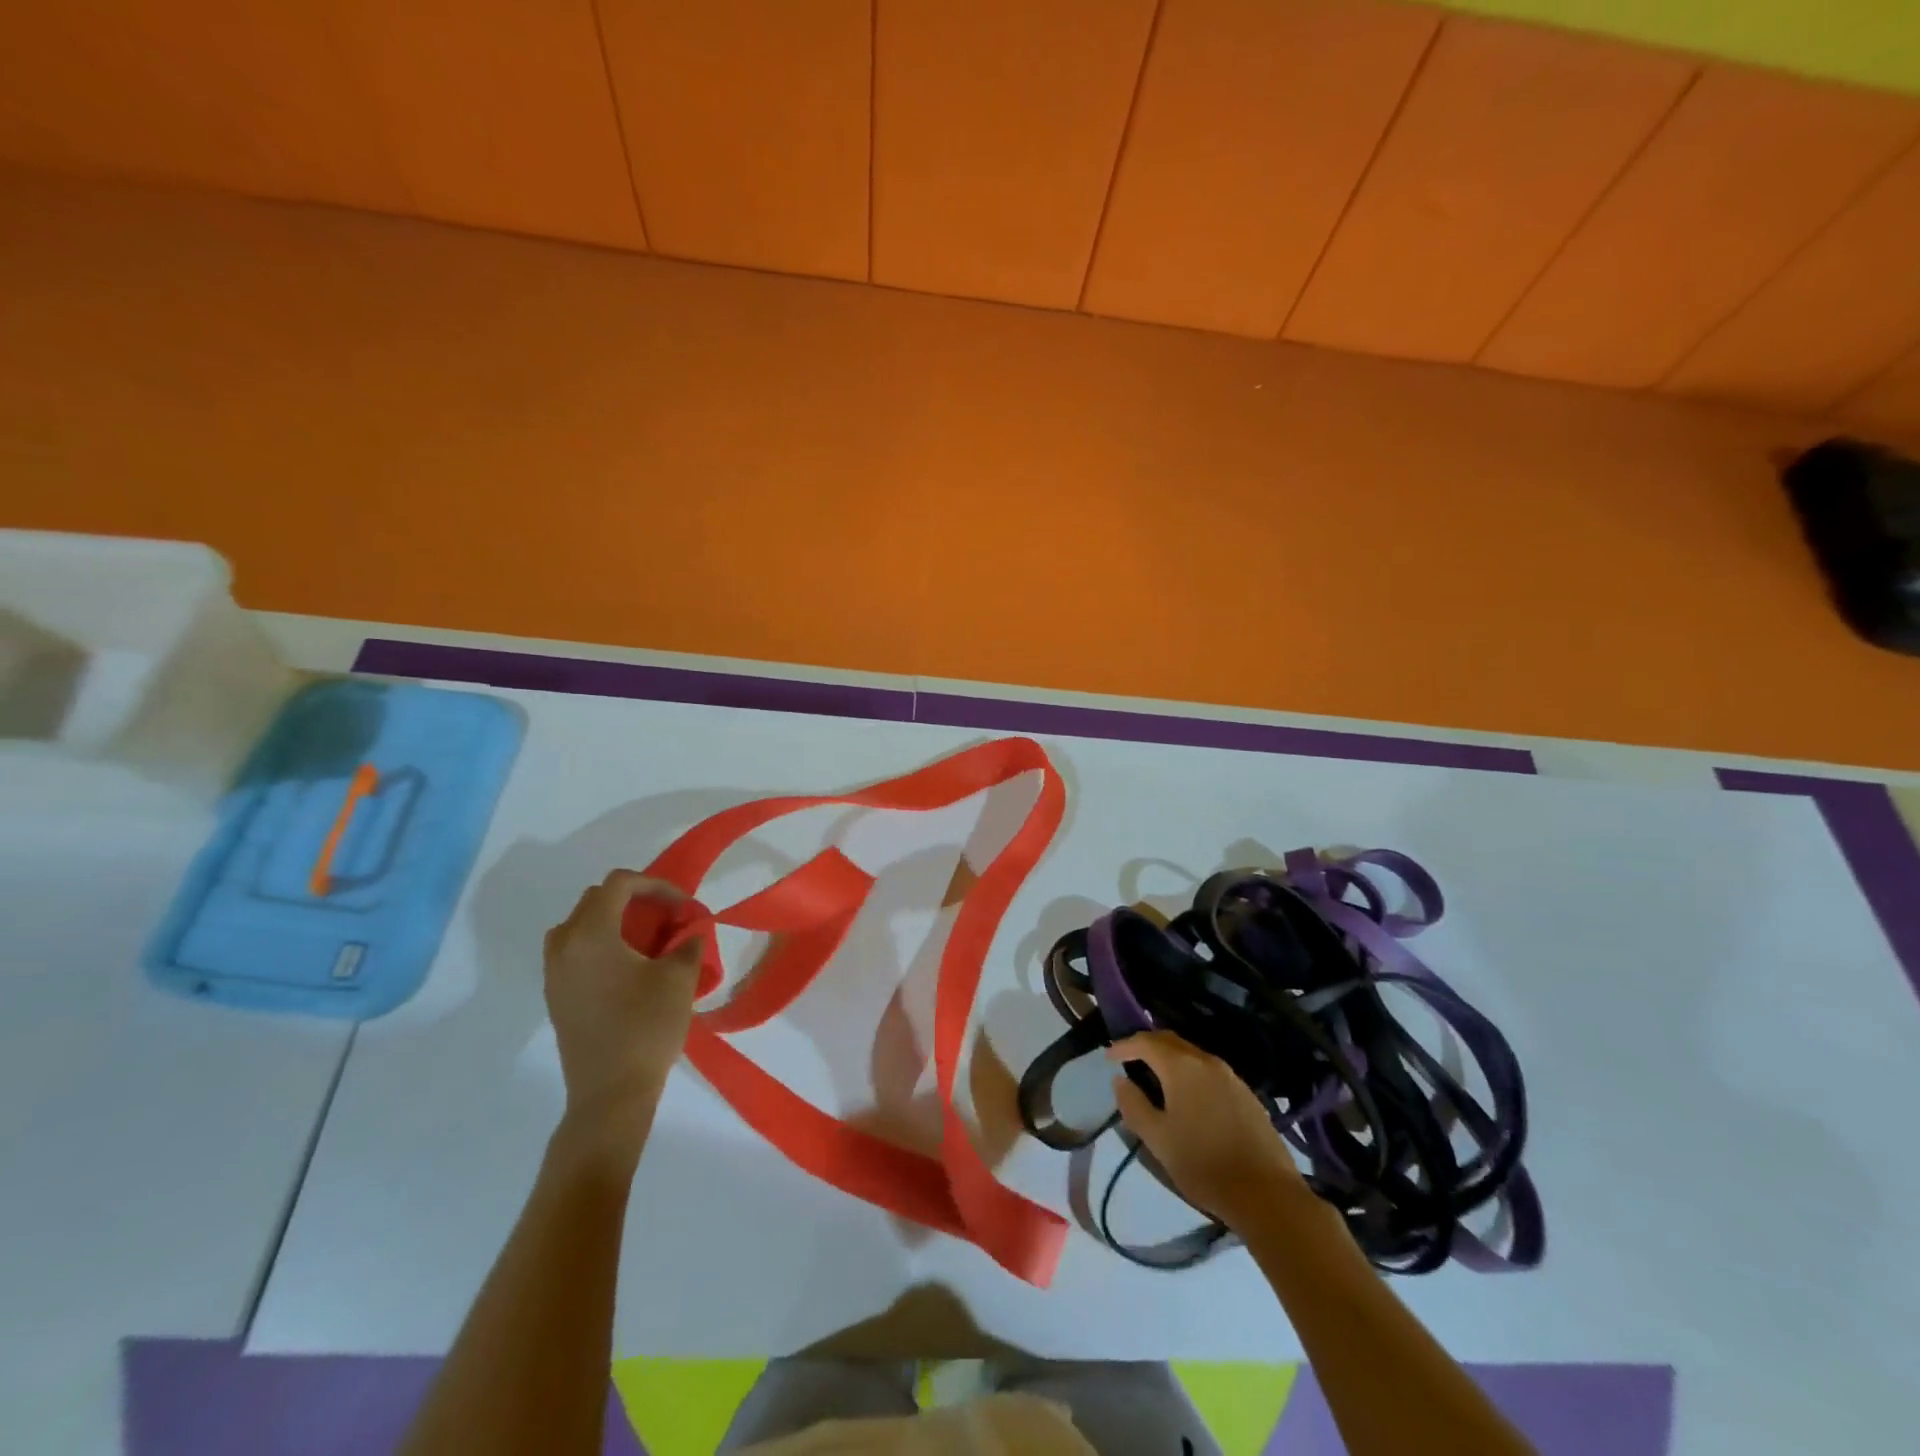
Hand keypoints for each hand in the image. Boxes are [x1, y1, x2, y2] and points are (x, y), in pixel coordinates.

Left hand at [543, 871, 704, 1147]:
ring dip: (614, 922)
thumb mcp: (679, 978)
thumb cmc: (646, 1027)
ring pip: (581, 925)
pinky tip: (630, 968)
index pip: (619, 884)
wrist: (610, 1094)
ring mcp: (554, 973)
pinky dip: (602, 945)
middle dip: (635, 900)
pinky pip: (575, 951)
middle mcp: (563, 946)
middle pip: (596, 899)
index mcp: (590, 934)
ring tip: (647, 940)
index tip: (683, 906)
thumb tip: (689, 931)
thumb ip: (687, 942)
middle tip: (668, 918)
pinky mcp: (556, 997)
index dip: (656, 885)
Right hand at [1108, 1031, 1304, 1229]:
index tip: (1109, 1057)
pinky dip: (1191, 1073)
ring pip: (1192, 1056)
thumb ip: (1133, 1105)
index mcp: (1182, 1066)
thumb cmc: (1203, 1164)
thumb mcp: (1157, 1139)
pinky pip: (1210, 1072)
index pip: (1146, 1042)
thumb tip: (1120, 1080)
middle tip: (1129, 1060)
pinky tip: (1189, 1097)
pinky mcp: (1247, 1094)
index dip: (1124, 1046)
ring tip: (1156, 1078)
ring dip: (1170, 1060)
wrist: (1266, 1193)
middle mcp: (1207, 1061)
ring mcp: (1231, 1076)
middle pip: (1170, 1041)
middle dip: (1147, 1046)